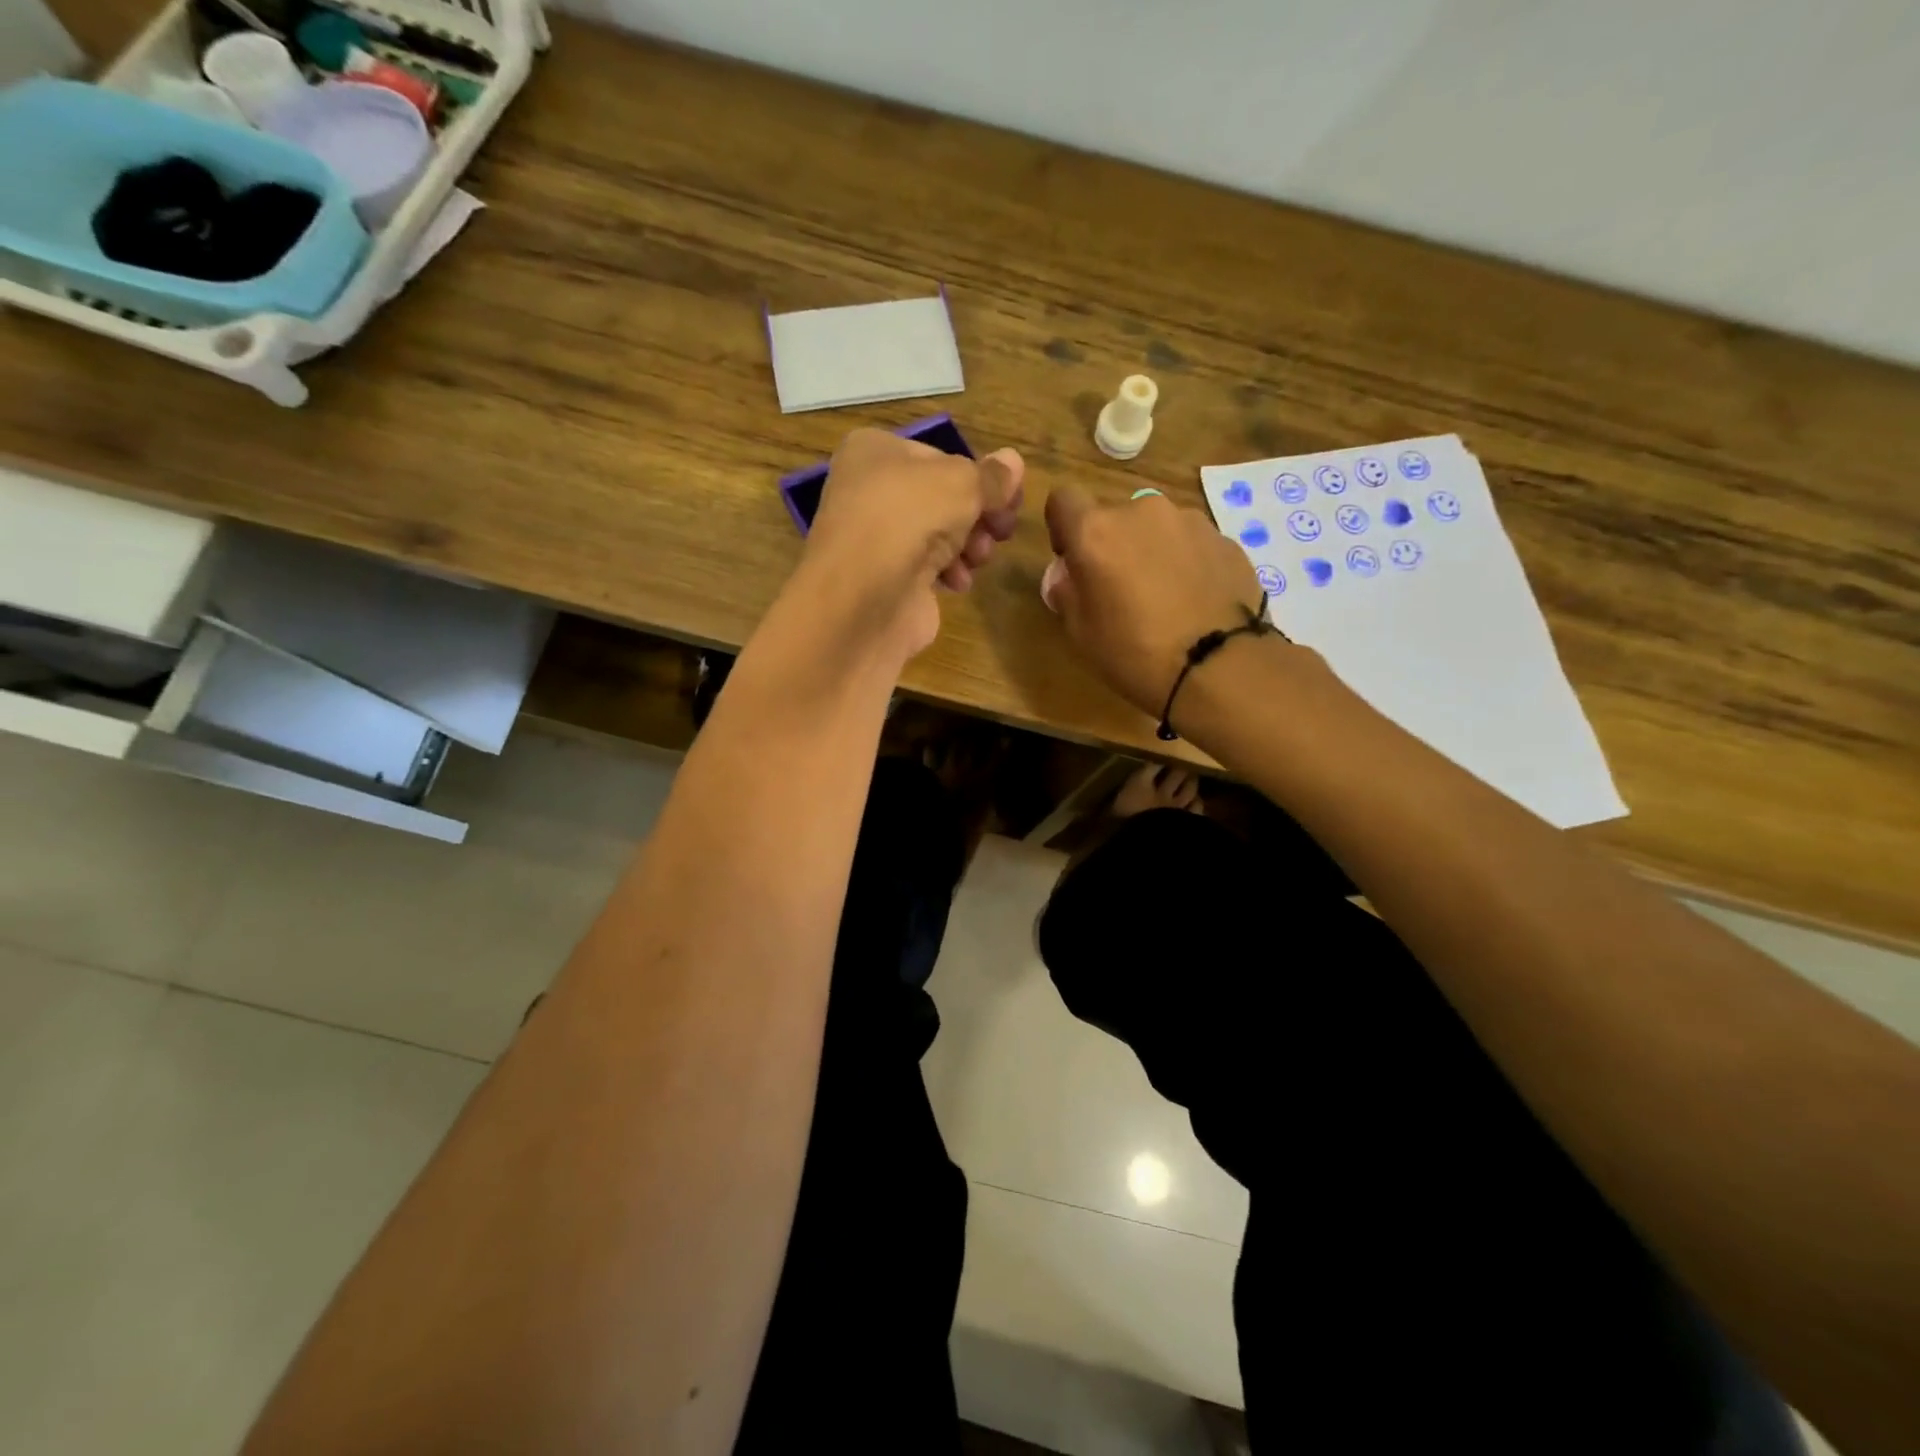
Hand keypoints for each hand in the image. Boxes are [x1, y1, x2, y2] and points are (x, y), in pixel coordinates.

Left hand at [799, 428, 1023, 660]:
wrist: (864, 598)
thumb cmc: (909, 519)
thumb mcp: (962, 484)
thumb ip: (991, 476)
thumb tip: (1014, 462)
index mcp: (874, 451)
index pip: (939, 457)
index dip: (977, 477)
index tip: (1009, 499)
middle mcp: (869, 490)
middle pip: (940, 498)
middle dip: (977, 516)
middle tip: (1002, 531)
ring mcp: (875, 538)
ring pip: (937, 534)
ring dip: (968, 546)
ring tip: (979, 559)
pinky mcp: (884, 580)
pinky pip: (926, 568)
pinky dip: (948, 573)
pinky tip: (958, 583)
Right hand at [1043, 485, 1263, 715]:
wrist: (1220, 667)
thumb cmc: (1135, 653)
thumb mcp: (1081, 633)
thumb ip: (1067, 594)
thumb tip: (1067, 578)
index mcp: (1097, 531)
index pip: (1064, 500)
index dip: (1063, 528)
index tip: (1072, 560)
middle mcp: (1142, 511)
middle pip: (1115, 516)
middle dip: (1112, 544)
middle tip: (1120, 589)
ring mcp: (1190, 521)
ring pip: (1157, 528)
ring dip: (1152, 551)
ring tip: (1164, 597)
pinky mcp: (1226, 539)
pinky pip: (1192, 544)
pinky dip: (1187, 563)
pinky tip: (1194, 601)